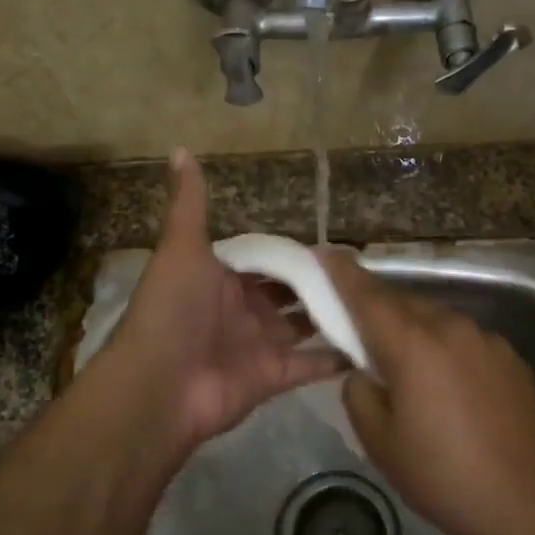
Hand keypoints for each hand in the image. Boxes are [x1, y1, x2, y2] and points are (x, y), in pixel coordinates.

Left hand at [109, 149, 344, 446]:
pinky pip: (310, 365)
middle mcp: (241, 310)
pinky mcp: (273, 377)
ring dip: (331, 314)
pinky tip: (372, 342)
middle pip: (287, 292)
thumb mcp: (181, 247)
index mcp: (220, 278)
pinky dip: (336, 357)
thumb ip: (188, 203)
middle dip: (317, 282)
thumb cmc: (173, 309)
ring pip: (302, 326)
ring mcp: (258, 345)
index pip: (263, 258)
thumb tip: (179, 149)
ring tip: (375, 299)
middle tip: (362, 269)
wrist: (159, 385)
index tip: (333, 241)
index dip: (293, 250)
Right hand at [321, 249, 534, 534]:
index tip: (323, 253)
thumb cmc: (443, 477)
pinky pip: (464, 338)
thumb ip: (359, 391)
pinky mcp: (511, 357)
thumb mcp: (380, 441)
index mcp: (413, 344)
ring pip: (435, 318)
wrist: (528, 506)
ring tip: (405, 363)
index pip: (367, 295)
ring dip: (413, 328)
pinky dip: (445, 346)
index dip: (341, 273)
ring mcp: (487, 339)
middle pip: (402, 302)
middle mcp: (451, 327)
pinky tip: (448, 385)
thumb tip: (364, 371)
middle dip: (377, 308)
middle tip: (358, 330)